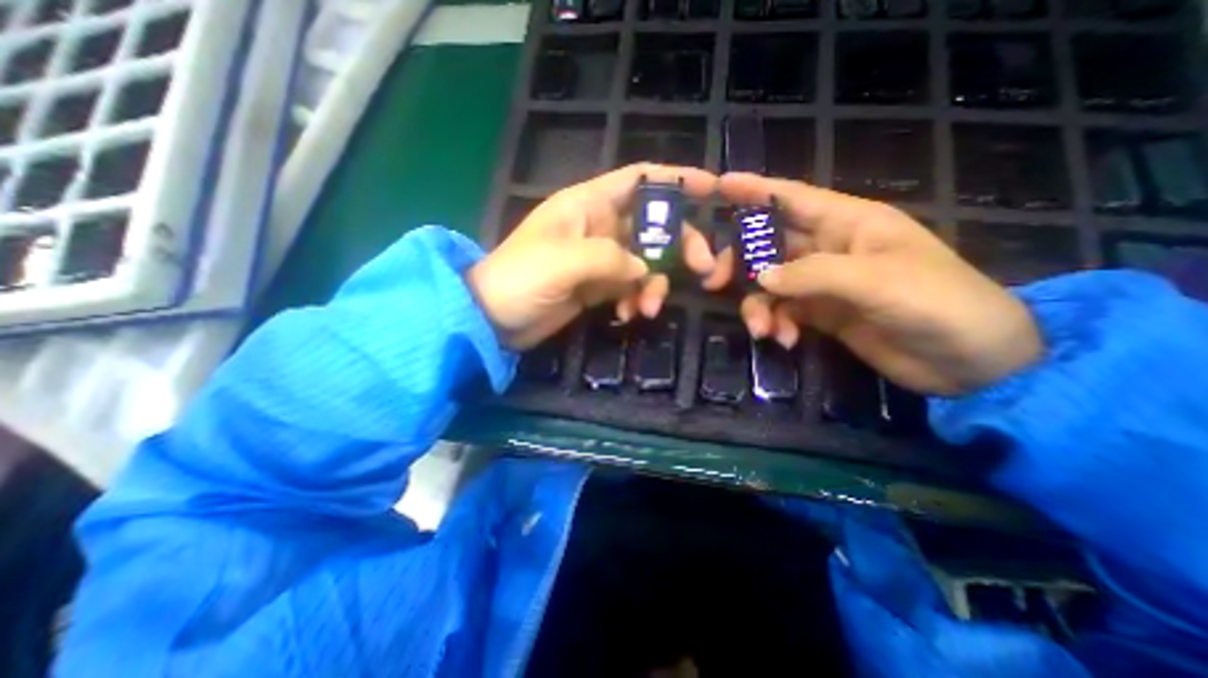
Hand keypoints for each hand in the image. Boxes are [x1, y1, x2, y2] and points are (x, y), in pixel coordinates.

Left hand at [470, 163, 714, 348]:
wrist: (493, 318)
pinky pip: (630, 287)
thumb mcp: (565, 261)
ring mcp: (600, 259)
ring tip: (647, 309)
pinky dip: (635, 300)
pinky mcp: (597, 286)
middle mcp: (599, 226)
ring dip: (654, 284)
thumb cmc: (521, 278)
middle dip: (680, 246)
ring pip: (646, 262)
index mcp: (589, 204)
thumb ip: (610, 258)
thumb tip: (643, 268)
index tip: (711, 189)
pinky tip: (626, 315)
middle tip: (703, 270)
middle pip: (654, 226)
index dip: (675, 179)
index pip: (640, 179)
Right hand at [710, 173, 1042, 396]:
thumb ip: (812, 275)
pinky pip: (783, 312)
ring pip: (770, 284)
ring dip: (758, 306)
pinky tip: (785, 341)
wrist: (969, 363)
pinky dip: (777, 325)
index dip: (755, 190)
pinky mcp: (820, 313)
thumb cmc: (938, 304)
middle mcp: (829, 248)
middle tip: (713, 282)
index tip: (719, 186)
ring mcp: (822, 283)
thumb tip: (760, 278)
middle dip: (740, 262)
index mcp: (849, 223)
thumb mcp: (876, 282)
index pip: (792, 198)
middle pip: (768, 245)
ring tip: (762, 330)